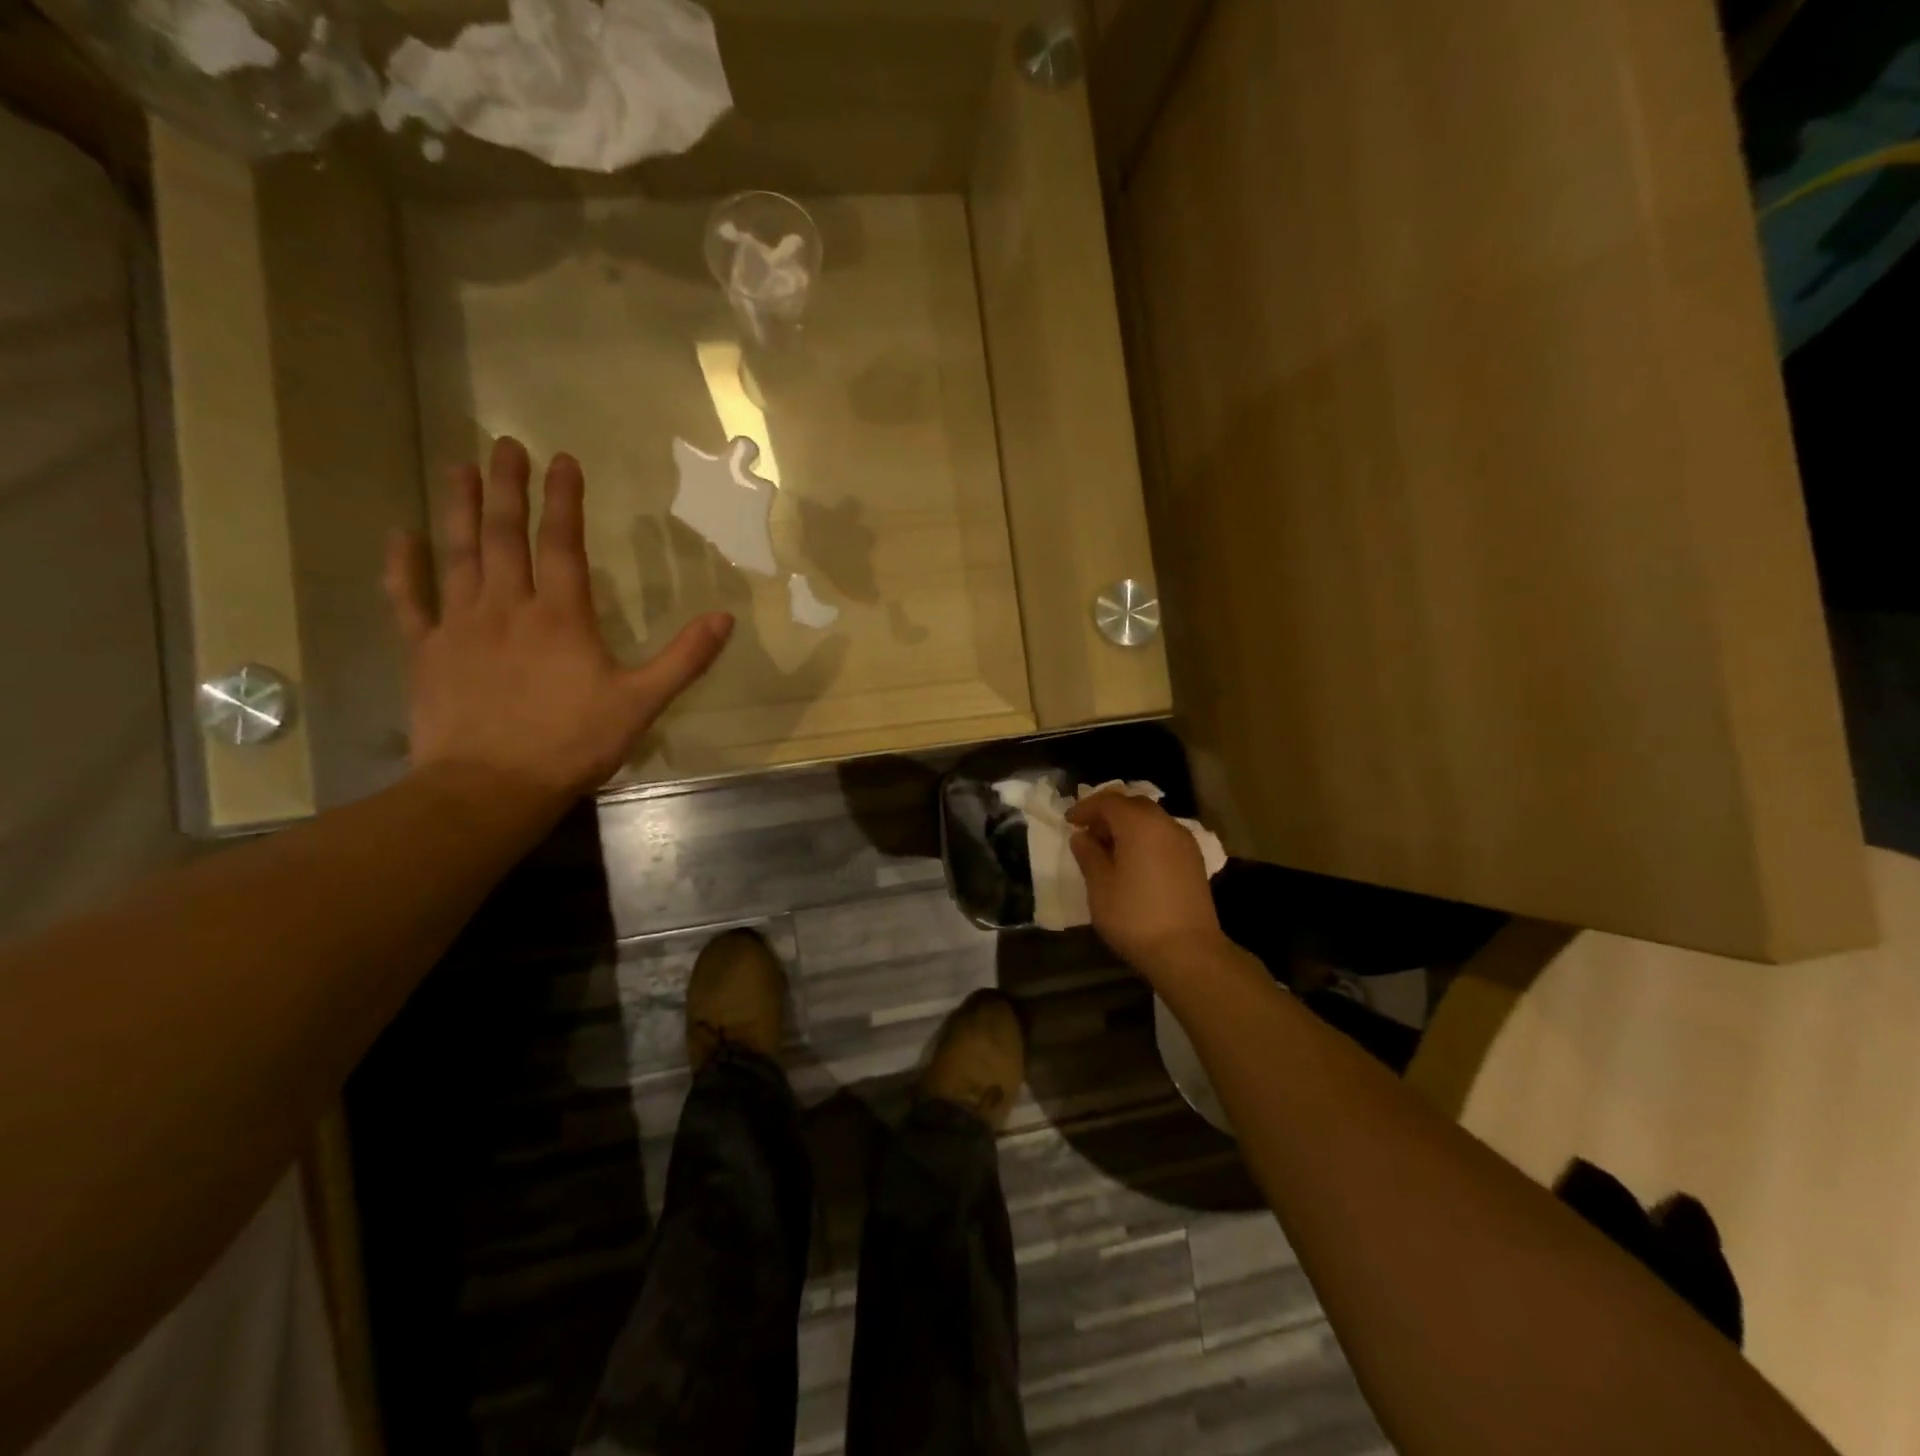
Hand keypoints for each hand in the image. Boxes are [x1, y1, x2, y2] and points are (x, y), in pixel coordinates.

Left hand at [385, 437, 731, 805]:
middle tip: (503, 445)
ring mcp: (460, 625)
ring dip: (460, 509)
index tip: (562, 459)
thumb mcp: (641, 703)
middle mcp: (507, 607)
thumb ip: (684, 658)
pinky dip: (402, 566)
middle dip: (506, 487)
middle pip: (504, 536)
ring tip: (459, 468)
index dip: (563, 499)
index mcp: (561, 617)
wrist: (491, 786)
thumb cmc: (572, 743)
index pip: (562, 544)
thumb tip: (725, 618)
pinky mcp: (426, 651)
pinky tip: (398, 535)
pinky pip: (409, 600)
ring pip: (458, 555)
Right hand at [1068, 790, 1226, 976]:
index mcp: (1139, 824)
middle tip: (1088, 832)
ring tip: (1108, 849)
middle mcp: (1165, 824)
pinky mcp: (1194, 861)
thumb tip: (1082, 837)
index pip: (1108, 801)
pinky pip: (1163, 836)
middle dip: (1108, 813)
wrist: (1187, 951)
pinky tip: (1133, 862)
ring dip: (1127, 826)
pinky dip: (1145, 839)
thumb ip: (1088, 854)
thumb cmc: (1135, 915)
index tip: (1069, 822)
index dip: (1085, 808)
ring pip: (1151, 820)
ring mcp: (1184, 842)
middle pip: (1132, 805)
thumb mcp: (1100, 885)